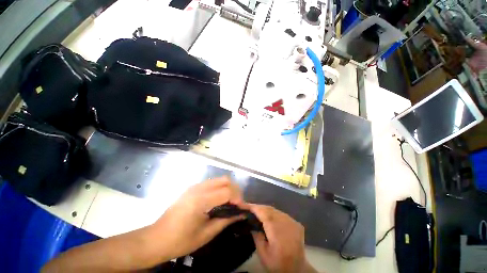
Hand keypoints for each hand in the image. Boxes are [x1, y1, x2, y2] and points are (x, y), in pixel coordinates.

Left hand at [150, 177, 244, 259]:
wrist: (156, 239)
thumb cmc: (181, 241)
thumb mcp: (207, 233)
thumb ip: (226, 220)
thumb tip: (242, 214)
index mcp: (201, 200)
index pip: (227, 191)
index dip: (238, 198)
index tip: (241, 209)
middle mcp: (199, 188)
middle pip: (225, 180)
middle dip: (235, 190)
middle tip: (237, 204)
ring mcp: (195, 186)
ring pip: (219, 179)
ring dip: (228, 188)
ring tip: (230, 202)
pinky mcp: (193, 187)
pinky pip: (212, 183)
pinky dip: (220, 188)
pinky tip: (218, 200)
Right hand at [249, 204, 315, 272]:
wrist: (297, 270)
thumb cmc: (278, 264)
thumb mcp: (263, 254)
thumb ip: (257, 236)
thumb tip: (251, 223)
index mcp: (277, 231)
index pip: (263, 213)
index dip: (253, 207)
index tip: (244, 205)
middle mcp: (285, 222)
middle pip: (269, 209)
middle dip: (258, 207)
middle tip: (248, 208)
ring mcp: (292, 221)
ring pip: (275, 210)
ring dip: (265, 209)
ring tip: (256, 211)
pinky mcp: (296, 223)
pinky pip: (281, 214)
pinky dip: (273, 213)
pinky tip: (268, 217)